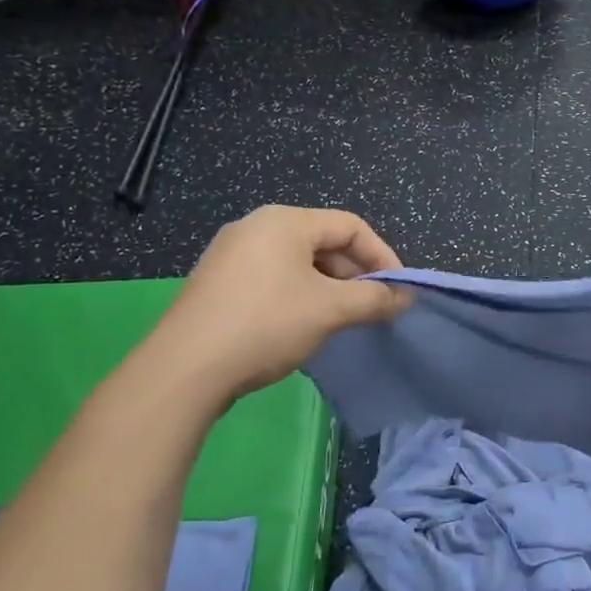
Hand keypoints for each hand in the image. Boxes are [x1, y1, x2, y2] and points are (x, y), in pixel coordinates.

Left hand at [163, 206, 408, 400]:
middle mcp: (256, 226)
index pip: (350, 226)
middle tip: (372, 308)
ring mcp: (231, 253)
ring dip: (329, 287)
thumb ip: (374, 299)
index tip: (398, 291)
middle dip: (354, 275)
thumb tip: (404, 297)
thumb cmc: (266, 324)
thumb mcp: (330, 310)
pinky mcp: (217, 282)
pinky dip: (299, 295)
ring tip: (343, 319)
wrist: (185, 369)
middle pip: (323, 241)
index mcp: (285, 221)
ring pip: (298, 262)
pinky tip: (303, 325)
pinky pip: (272, 277)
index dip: (382, 256)